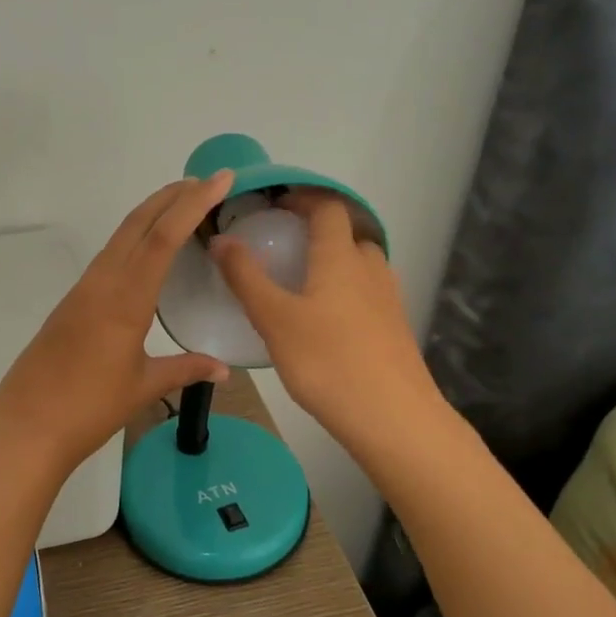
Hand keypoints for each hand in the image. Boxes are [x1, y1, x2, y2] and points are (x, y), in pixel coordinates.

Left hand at [0, 173, 234, 471]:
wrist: (26, 427)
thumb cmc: (89, 408)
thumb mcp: (143, 387)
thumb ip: (185, 370)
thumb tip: (223, 369)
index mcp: (125, 299)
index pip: (163, 237)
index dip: (193, 203)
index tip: (220, 178)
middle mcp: (102, 283)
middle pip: (138, 224)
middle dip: (171, 197)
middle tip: (206, 183)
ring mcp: (82, 291)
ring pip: (120, 238)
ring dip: (151, 215)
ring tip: (182, 208)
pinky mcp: (71, 303)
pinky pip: (108, 258)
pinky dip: (133, 241)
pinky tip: (146, 254)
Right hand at [210, 190, 439, 446]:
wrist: (393, 419)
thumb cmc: (327, 362)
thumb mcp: (274, 319)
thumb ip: (246, 277)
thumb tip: (221, 238)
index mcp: (341, 257)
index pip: (329, 206)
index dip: (304, 197)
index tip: (275, 204)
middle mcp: (370, 269)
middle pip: (348, 234)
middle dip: (318, 231)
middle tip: (283, 247)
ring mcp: (388, 300)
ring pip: (360, 266)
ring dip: (334, 263)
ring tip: (300, 284)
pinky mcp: (394, 329)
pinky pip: (367, 294)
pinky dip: (345, 292)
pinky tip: (324, 323)